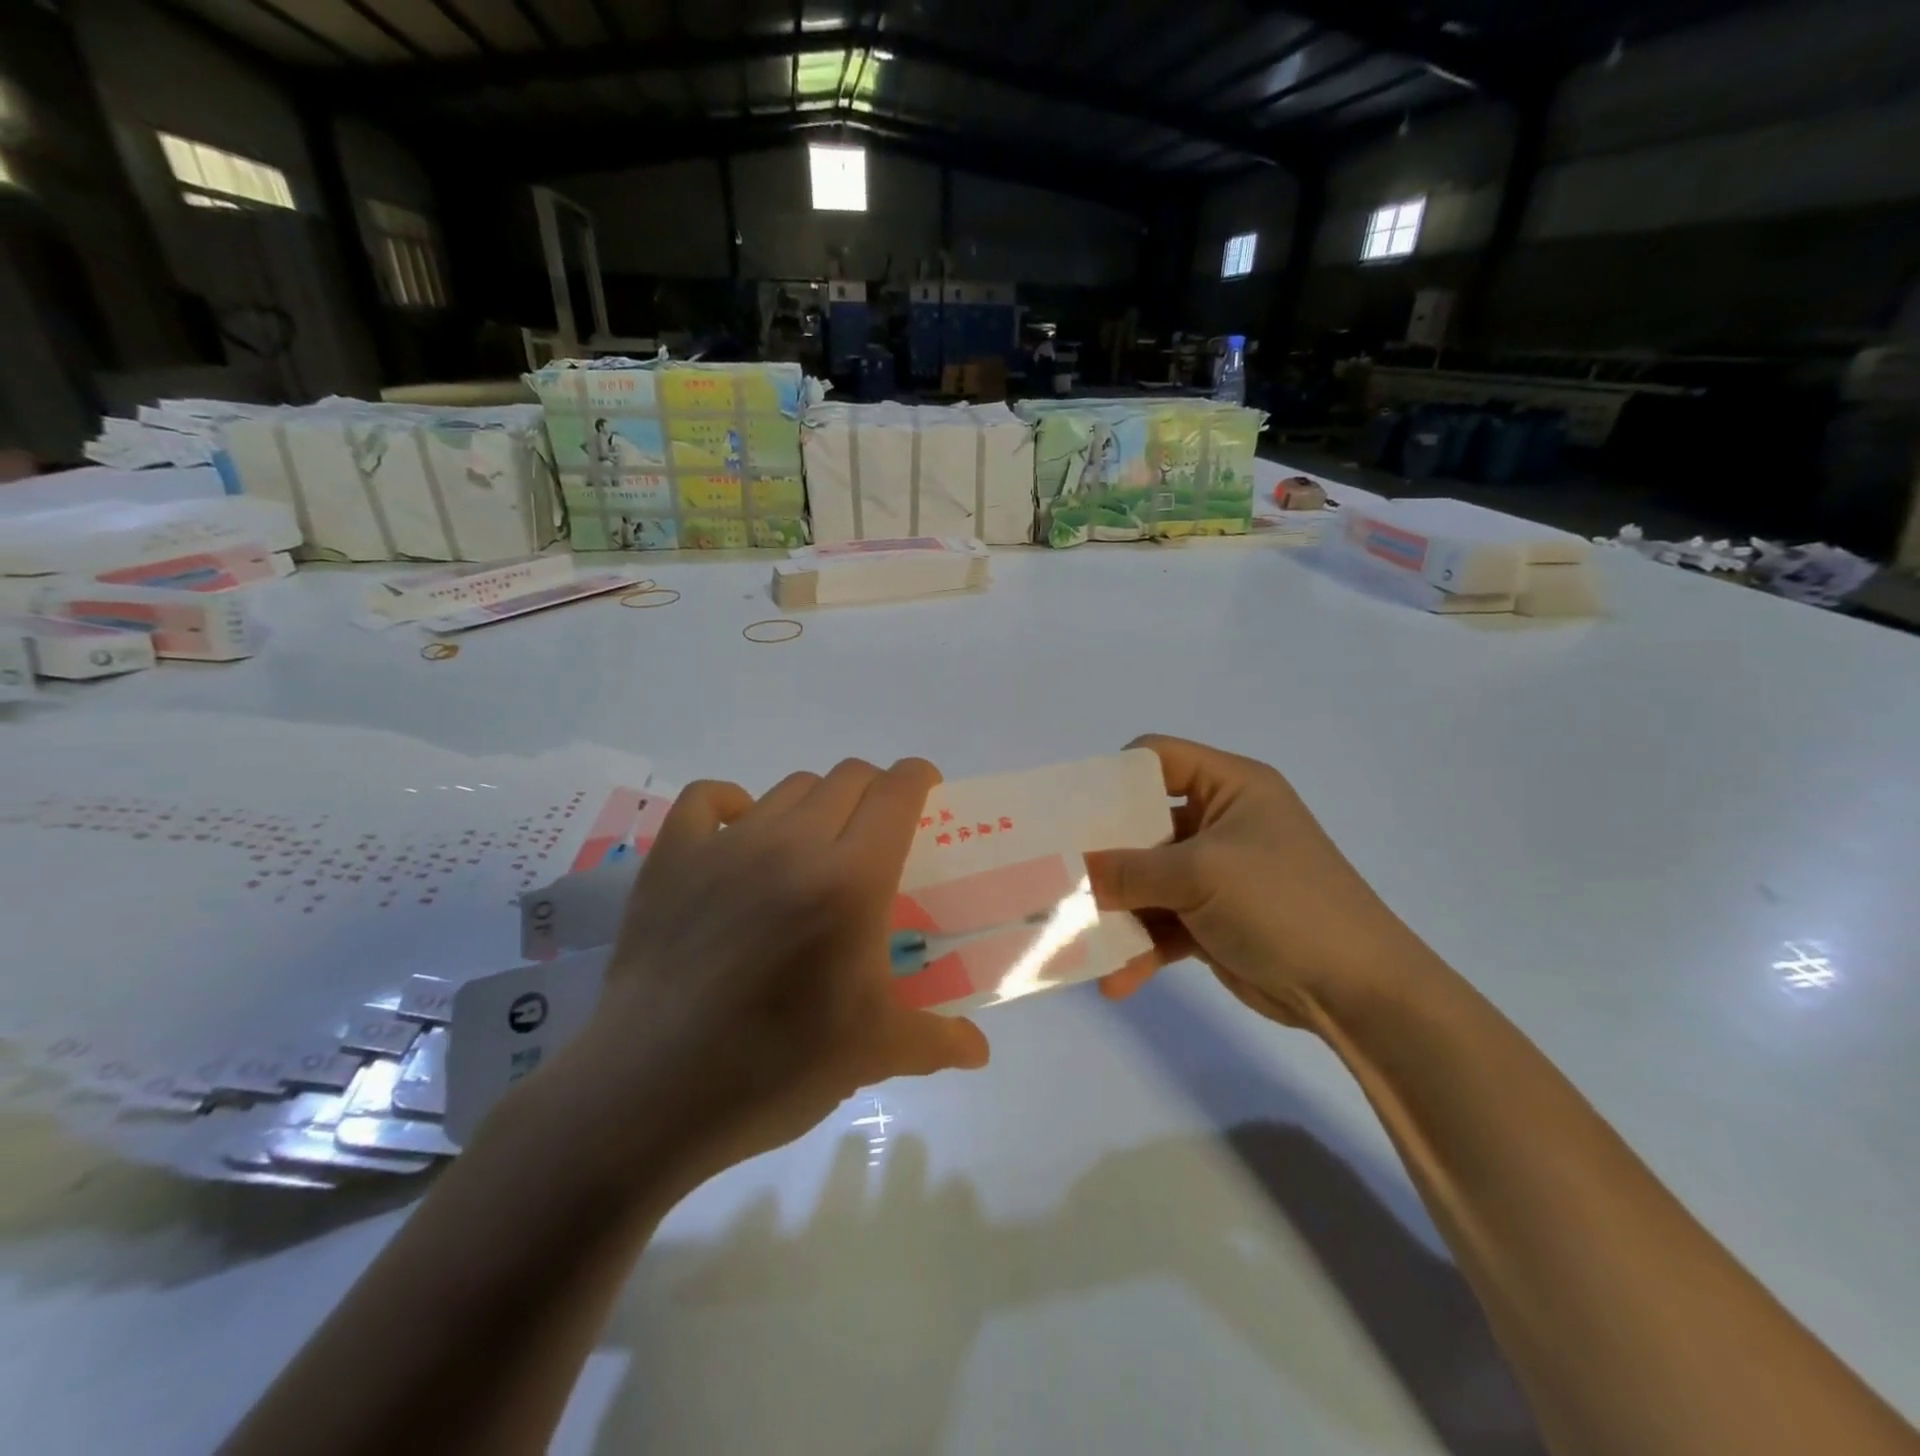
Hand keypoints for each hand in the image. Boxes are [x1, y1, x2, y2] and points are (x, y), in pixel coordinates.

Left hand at [544, 761, 990, 1192]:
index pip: (896, 792)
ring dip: (816, 803)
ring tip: (814, 847)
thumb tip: (980, 1051)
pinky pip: (707, 799)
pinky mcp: (672, 858)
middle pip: (847, 777)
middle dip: (874, 791)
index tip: (929, 794)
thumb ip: (936, 1040)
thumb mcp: (872, 1054)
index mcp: (852, 879)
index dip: (919, 778)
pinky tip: (740, 833)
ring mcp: (726, 845)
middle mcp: (793, 843)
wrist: (651, 1094)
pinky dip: (732, 803)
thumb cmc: (775, 1067)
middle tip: (875, 835)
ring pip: (789, 787)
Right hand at [1087, 736, 1443, 1027]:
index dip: (1113, 777)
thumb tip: (1068, 869)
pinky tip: (1115, 980)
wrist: (1359, 992)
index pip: (1158, 758)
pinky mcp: (1213, 920)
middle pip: (1143, 823)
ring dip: (1116, 909)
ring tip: (1074, 935)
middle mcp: (1220, 822)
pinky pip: (1163, 924)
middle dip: (1102, 852)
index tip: (1070, 811)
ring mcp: (1216, 874)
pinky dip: (1140, 947)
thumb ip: (1128, 871)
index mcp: (1230, 787)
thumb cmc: (1284, 905)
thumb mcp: (1200, 876)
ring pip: (1147, 880)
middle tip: (1056, 871)